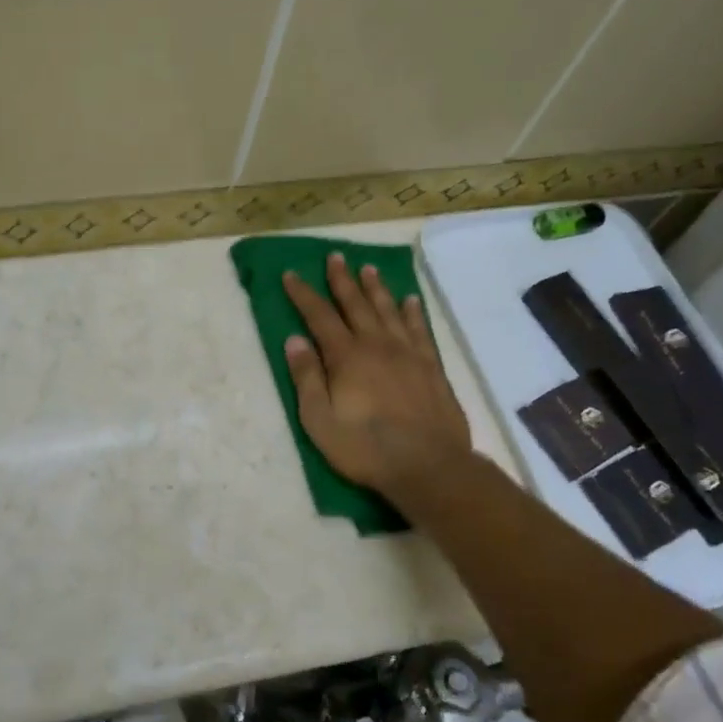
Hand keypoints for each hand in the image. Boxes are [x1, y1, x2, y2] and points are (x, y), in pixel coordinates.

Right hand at [283, 255, 476, 509]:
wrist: (428, 465)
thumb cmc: (365, 448)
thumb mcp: (319, 419)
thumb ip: (307, 377)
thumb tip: (294, 340)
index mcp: (346, 357)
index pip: (319, 316)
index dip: (304, 294)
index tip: (291, 274)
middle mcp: (376, 345)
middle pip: (356, 304)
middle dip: (342, 280)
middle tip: (335, 256)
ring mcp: (408, 354)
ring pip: (388, 310)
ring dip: (376, 288)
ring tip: (368, 268)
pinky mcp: (431, 367)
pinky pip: (419, 330)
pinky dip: (412, 313)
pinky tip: (410, 301)